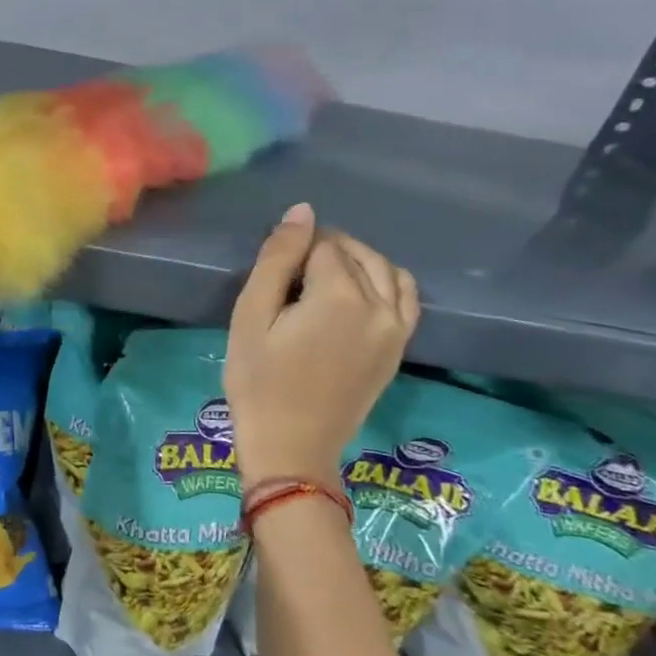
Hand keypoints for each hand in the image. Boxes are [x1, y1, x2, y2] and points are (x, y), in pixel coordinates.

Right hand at [224, 203, 417, 488]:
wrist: (291, 443)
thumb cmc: (258, 380)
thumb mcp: (251, 316)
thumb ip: (277, 260)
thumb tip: (302, 211)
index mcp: (340, 294)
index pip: (322, 244)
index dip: (293, 250)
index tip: (272, 275)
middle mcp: (380, 304)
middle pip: (357, 252)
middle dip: (325, 250)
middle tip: (288, 277)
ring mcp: (397, 328)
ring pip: (386, 270)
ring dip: (356, 261)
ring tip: (321, 277)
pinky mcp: (399, 346)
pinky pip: (405, 296)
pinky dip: (384, 281)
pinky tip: (357, 293)